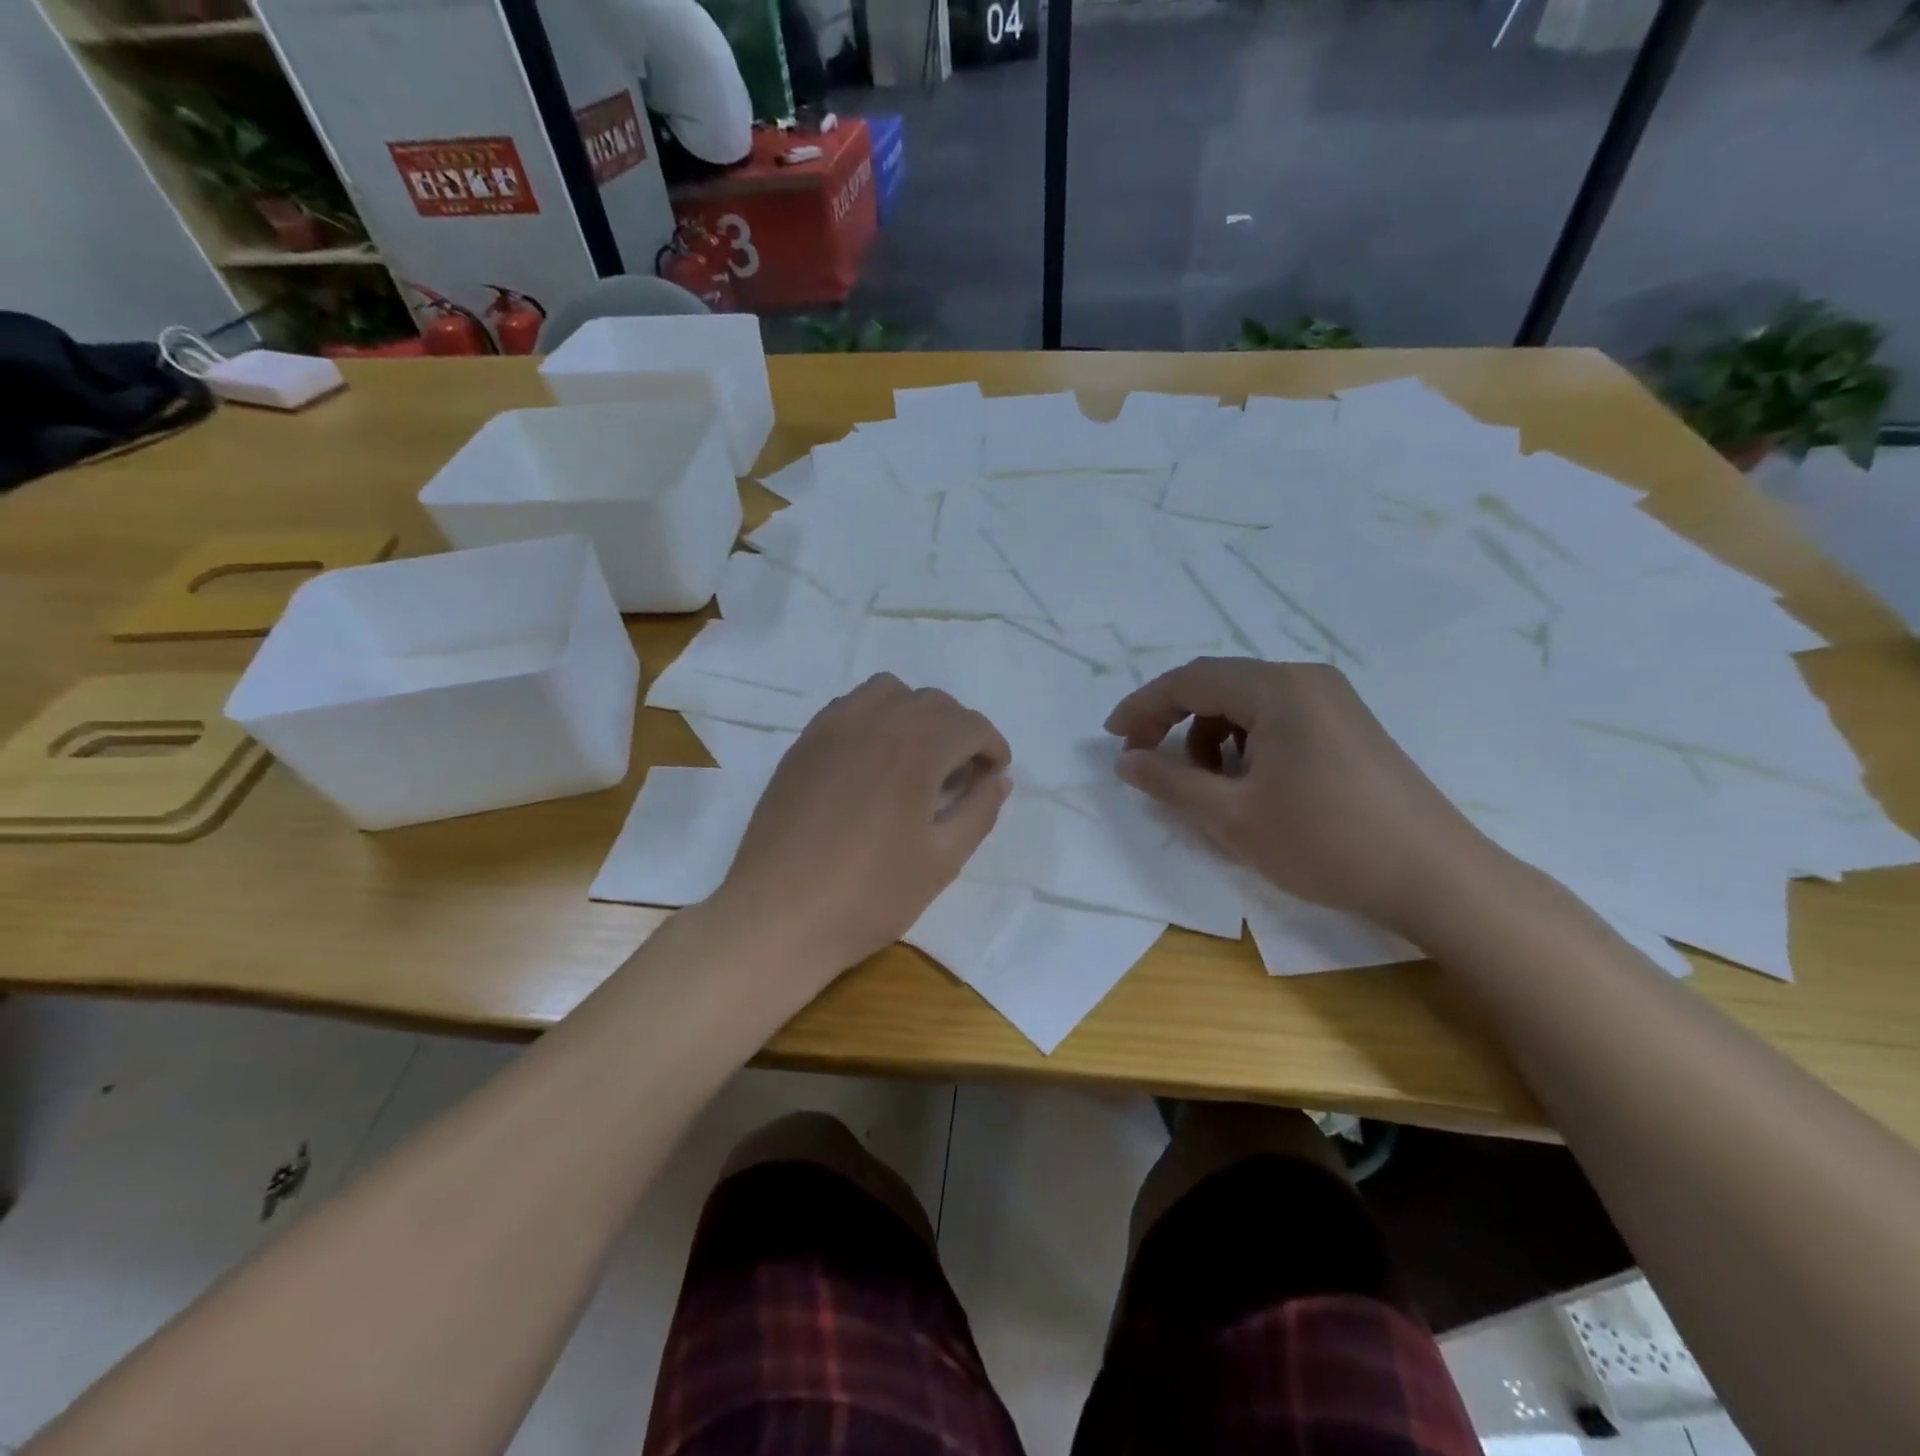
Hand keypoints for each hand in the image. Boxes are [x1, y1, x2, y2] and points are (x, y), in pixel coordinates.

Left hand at [712, 674, 1011, 978]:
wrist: (778, 916)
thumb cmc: (869, 895)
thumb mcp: (942, 861)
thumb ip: (979, 811)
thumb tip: (999, 779)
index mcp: (915, 748)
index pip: (970, 724)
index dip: (993, 746)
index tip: (994, 775)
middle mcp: (874, 721)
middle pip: (933, 702)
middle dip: (959, 730)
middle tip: (963, 774)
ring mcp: (832, 728)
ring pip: (889, 692)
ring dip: (916, 714)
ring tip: (918, 757)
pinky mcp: (803, 743)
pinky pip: (850, 706)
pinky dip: (875, 717)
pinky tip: (874, 760)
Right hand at [1104, 658, 1490, 935]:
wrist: (1435, 876)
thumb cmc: (1325, 842)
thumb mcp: (1232, 817)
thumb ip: (1170, 782)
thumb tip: (1125, 761)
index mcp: (1277, 689)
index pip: (1189, 680)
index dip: (1143, 707)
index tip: (1113, 740)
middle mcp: (1305, 679)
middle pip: (1217, 684)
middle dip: (1173, 720)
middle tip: (1145, 759)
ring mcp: (1332, 700)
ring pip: (1246, 703)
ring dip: (1210, 735)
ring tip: (1206, 785)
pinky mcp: (1347, 724)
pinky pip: (1277, 718)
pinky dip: (1246, 743)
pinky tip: (1249, 783)